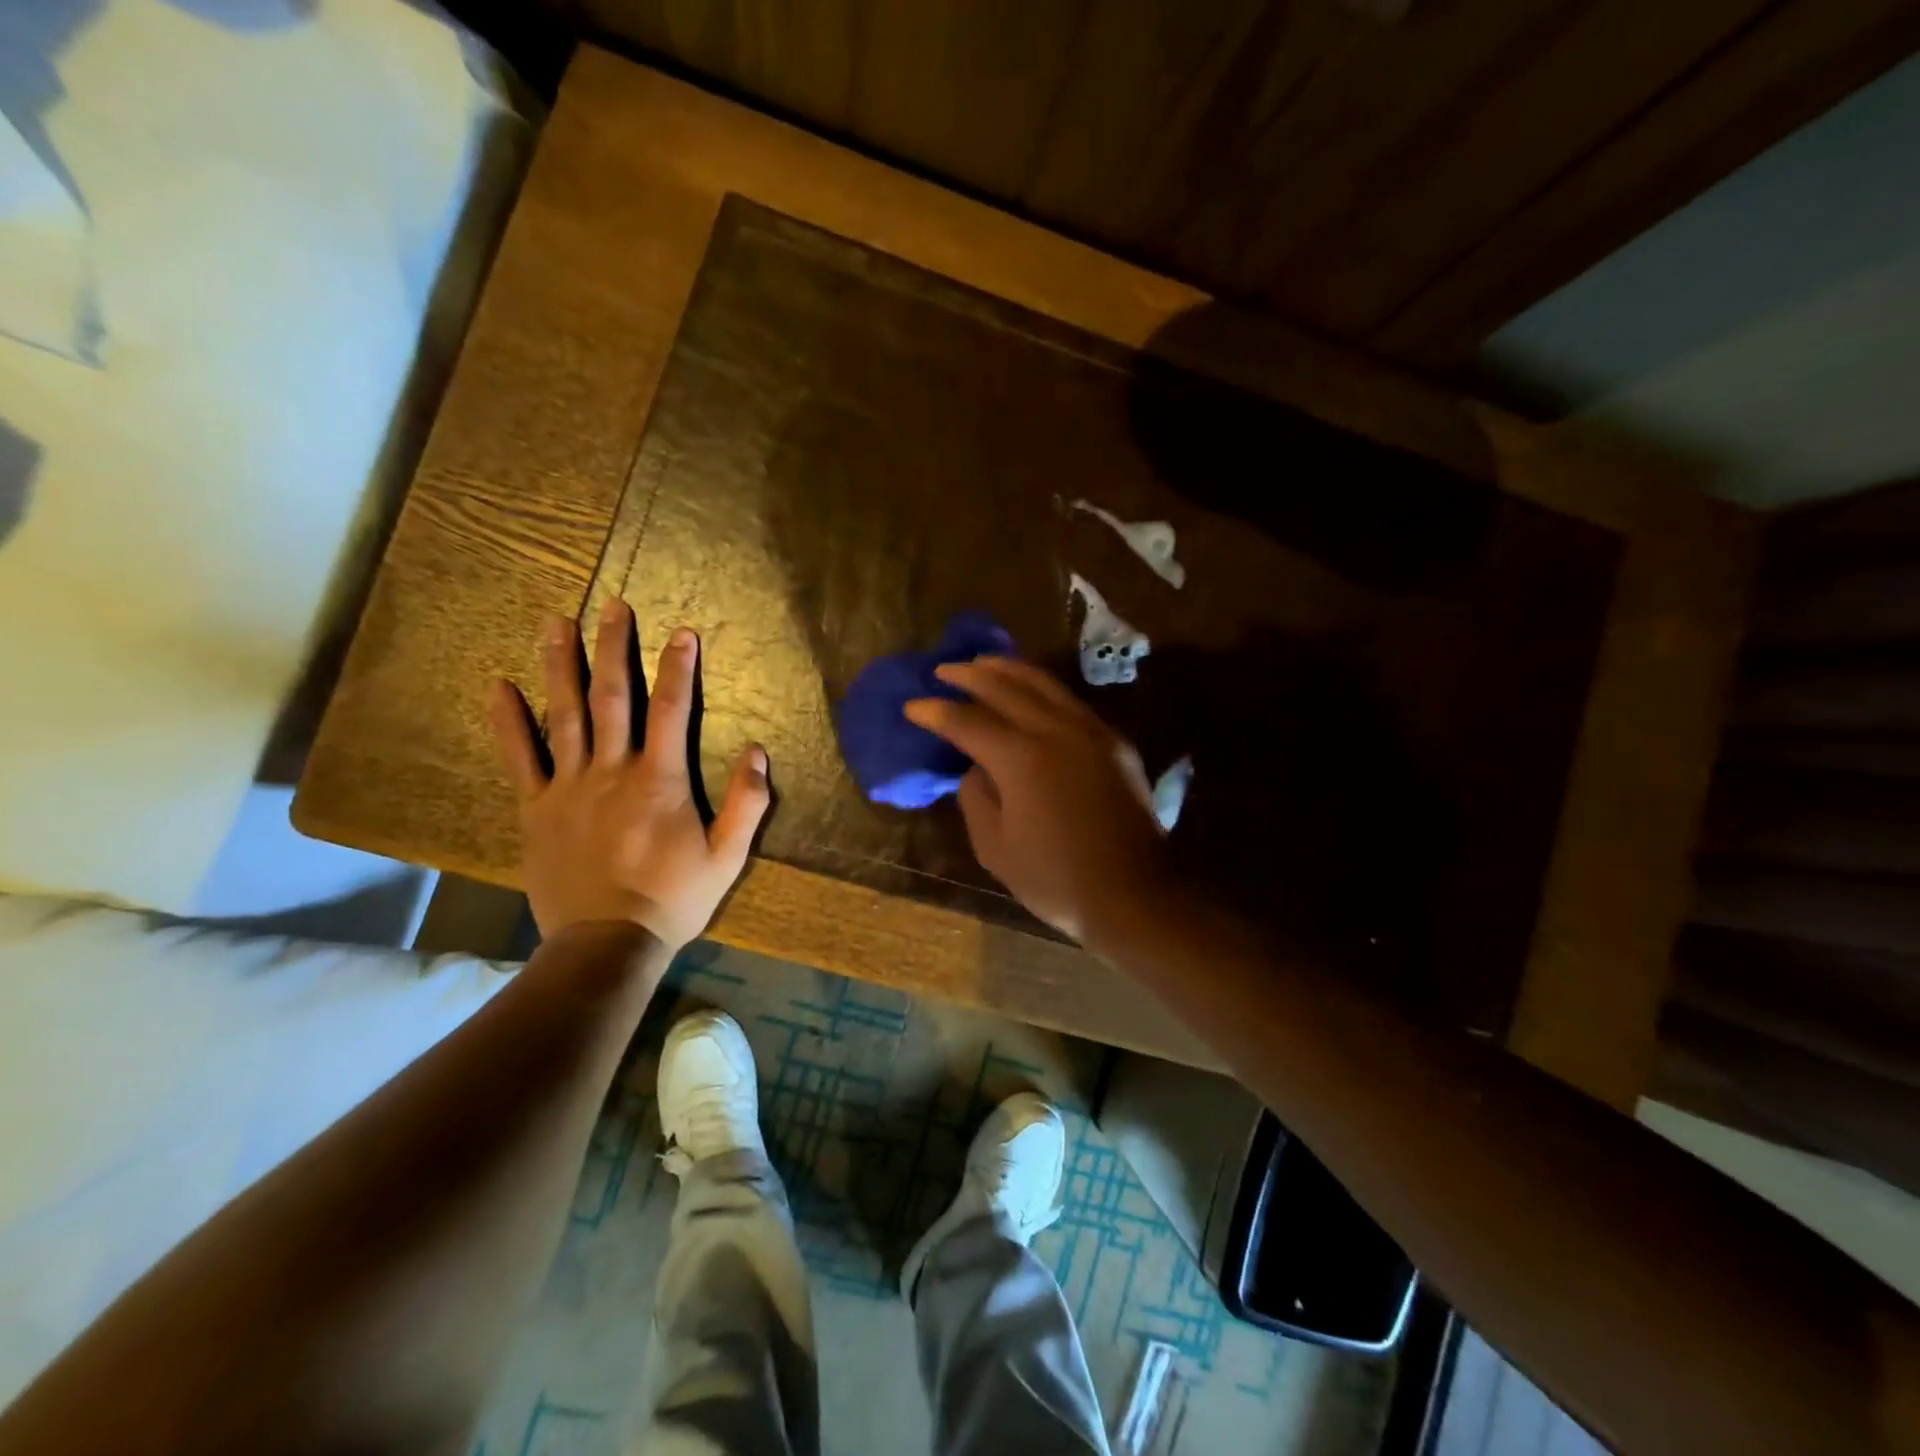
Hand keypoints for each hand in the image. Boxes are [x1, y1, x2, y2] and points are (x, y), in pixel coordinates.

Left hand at [489, 601, 770, 947]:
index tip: (682, 631)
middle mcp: (612, 770)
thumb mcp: (728, 857)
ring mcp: (568, 786)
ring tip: (556, 622)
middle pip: (613, 697)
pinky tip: (499, 685)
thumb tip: (756, 750)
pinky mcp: (536, 808)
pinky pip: (519, 757)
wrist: (607, 943)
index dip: (678, 667)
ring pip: (564, 714)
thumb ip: (747, 803)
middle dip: (615, 648)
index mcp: (660, 780)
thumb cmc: (673, 899)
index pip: (671, 710)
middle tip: (613, 606)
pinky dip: (508, 720)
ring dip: (562, 665)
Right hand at [905, 657, 1170, 946]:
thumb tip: (977, 769)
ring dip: (1009, 669)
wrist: (1134, 895)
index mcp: (1022, 759)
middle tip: (944, 670)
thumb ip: (976, 799)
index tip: (913, 705)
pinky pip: (1070, 700)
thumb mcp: (996, 849)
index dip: (936, 712)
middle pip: (1006, 688)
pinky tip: (1029, 691)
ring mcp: (1091, 732)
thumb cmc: (1056, 880)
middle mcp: (1057, 732)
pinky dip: (1042, 687)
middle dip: (970, 675)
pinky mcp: (1113, 743)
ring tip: (983, 663)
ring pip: (1044, 684)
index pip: (968, 722)